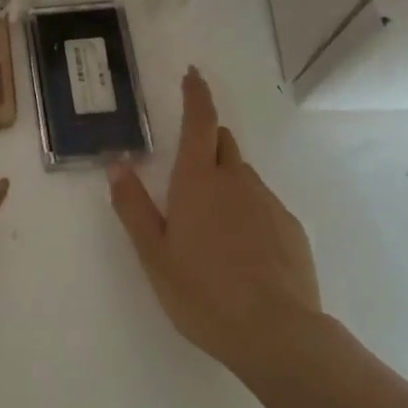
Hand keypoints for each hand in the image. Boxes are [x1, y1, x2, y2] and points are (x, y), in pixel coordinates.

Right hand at [108, 67, 320, 375]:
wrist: (276, 333)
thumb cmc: (203, 293)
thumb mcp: (154, 254)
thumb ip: (133, 206)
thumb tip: (116, 164)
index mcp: (198, 181)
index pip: (199, 121)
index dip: (195, 94)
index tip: (192, 74)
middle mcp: (236, 180)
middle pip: (221, 142)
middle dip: (205, 143)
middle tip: (187, 178)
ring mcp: (268, 202)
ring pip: (242, 176)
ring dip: (224, 183)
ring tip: (212, 230)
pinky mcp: (290, 227)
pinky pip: (263, 204)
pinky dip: (247, 212)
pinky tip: (242, 252)